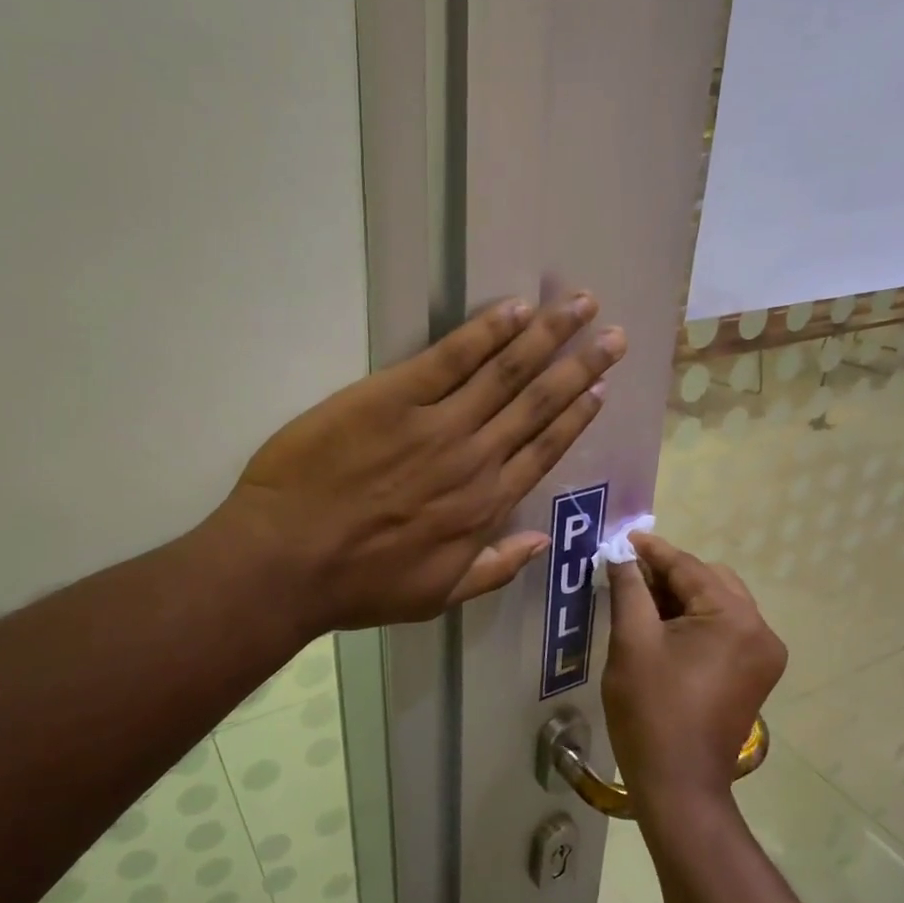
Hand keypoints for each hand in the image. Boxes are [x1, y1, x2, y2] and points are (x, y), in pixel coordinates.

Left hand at [219, 294, 625, 630]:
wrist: (287, 561)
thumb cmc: (358, 585)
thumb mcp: (436, 597)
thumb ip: (494, 569)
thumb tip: (541, 541)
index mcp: (485, 506)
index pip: (544, 450)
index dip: (575, 416)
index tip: (601, 388)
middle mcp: (475, 459)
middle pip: (538, 403)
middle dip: (581, 366)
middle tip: (615, 335)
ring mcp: (437, 424)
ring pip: (506, 372)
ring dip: (548, 336)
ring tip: (582, 305)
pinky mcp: (393, 396)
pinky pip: (451, 357)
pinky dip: (487, 331)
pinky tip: (516, 309)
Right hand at [603, 533, 786, 815]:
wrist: (678, 784)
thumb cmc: (650, 710)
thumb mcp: (632, 642)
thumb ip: (629, 589)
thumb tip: (620, 554)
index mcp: (735, 618)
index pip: (689, 568)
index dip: (652, 552)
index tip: (622, 538)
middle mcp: (761, 630)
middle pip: (710, 581)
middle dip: (669, 574)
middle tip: (628, 575)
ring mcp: (763, 655)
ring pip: (719, 604)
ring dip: (682, 597)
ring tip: (641, 600)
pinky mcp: (756, 674)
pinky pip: (725, 630)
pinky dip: (696, 621)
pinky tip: (664, 627)